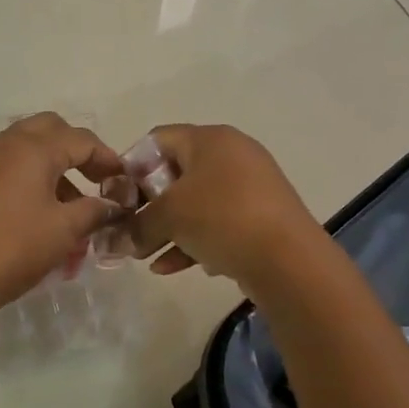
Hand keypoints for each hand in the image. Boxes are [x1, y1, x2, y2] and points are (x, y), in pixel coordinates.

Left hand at [0, 113, 126, 328]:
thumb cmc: (8, 250)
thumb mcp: (62, 232)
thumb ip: (93, 211)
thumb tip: (113, 205)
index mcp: (32, 147)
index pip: (82, 139)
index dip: (109, 159)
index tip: (124, 183)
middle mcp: (3, 143)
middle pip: (50, 132)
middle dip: (77, 154)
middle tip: (95, 185)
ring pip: (25, 152)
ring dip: (52, 172)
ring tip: (69, 214)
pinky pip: (4, 171)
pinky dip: (27, 184)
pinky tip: (35, 222)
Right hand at [121, 124, 325, 289]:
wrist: (288, 260)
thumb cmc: (221, 218)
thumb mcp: (168, 217)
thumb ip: (138, 224)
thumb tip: (120, 239)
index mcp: (210, 139)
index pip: (157, 139)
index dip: (132, 167)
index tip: (120, 199)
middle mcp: (232, 154)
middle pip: (176, 173)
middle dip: (149, 205)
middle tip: (132, 230)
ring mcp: (250, 186)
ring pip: (196, 203)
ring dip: (168, 229)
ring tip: (146, 256)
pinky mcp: (261, 216)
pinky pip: (218, 223)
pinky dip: (194, 241)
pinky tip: (172, 268)